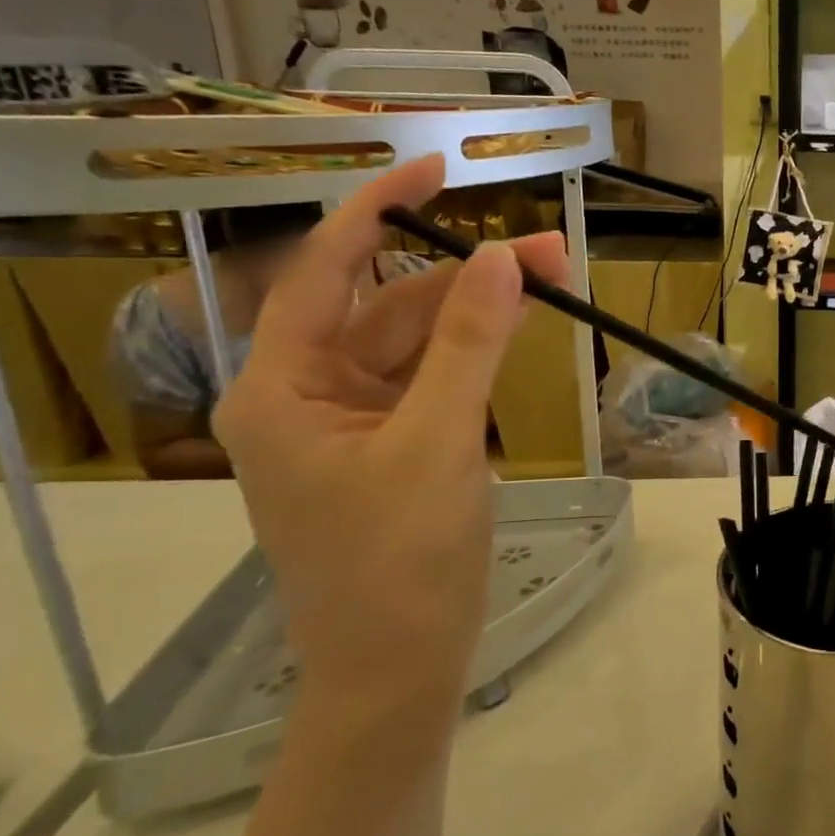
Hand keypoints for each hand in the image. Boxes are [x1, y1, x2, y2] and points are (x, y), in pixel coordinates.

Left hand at [213, 156, 565, 723]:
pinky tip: (519, 333)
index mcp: (282, 388)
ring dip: (481, 311)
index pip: (326, 271)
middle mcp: (309, 394)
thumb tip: (502, 257)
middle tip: (550, 252)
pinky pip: (435, 377)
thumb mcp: (437, 442)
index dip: (376, 208)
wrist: (399, 668)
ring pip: (420, 340)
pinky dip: (476, 352)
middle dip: (466, 273)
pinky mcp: (396, 444)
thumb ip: (468, 345)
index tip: (436, 167)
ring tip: (552, 283)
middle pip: (389, 305)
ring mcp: (355, 421)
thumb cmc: (397, 562)